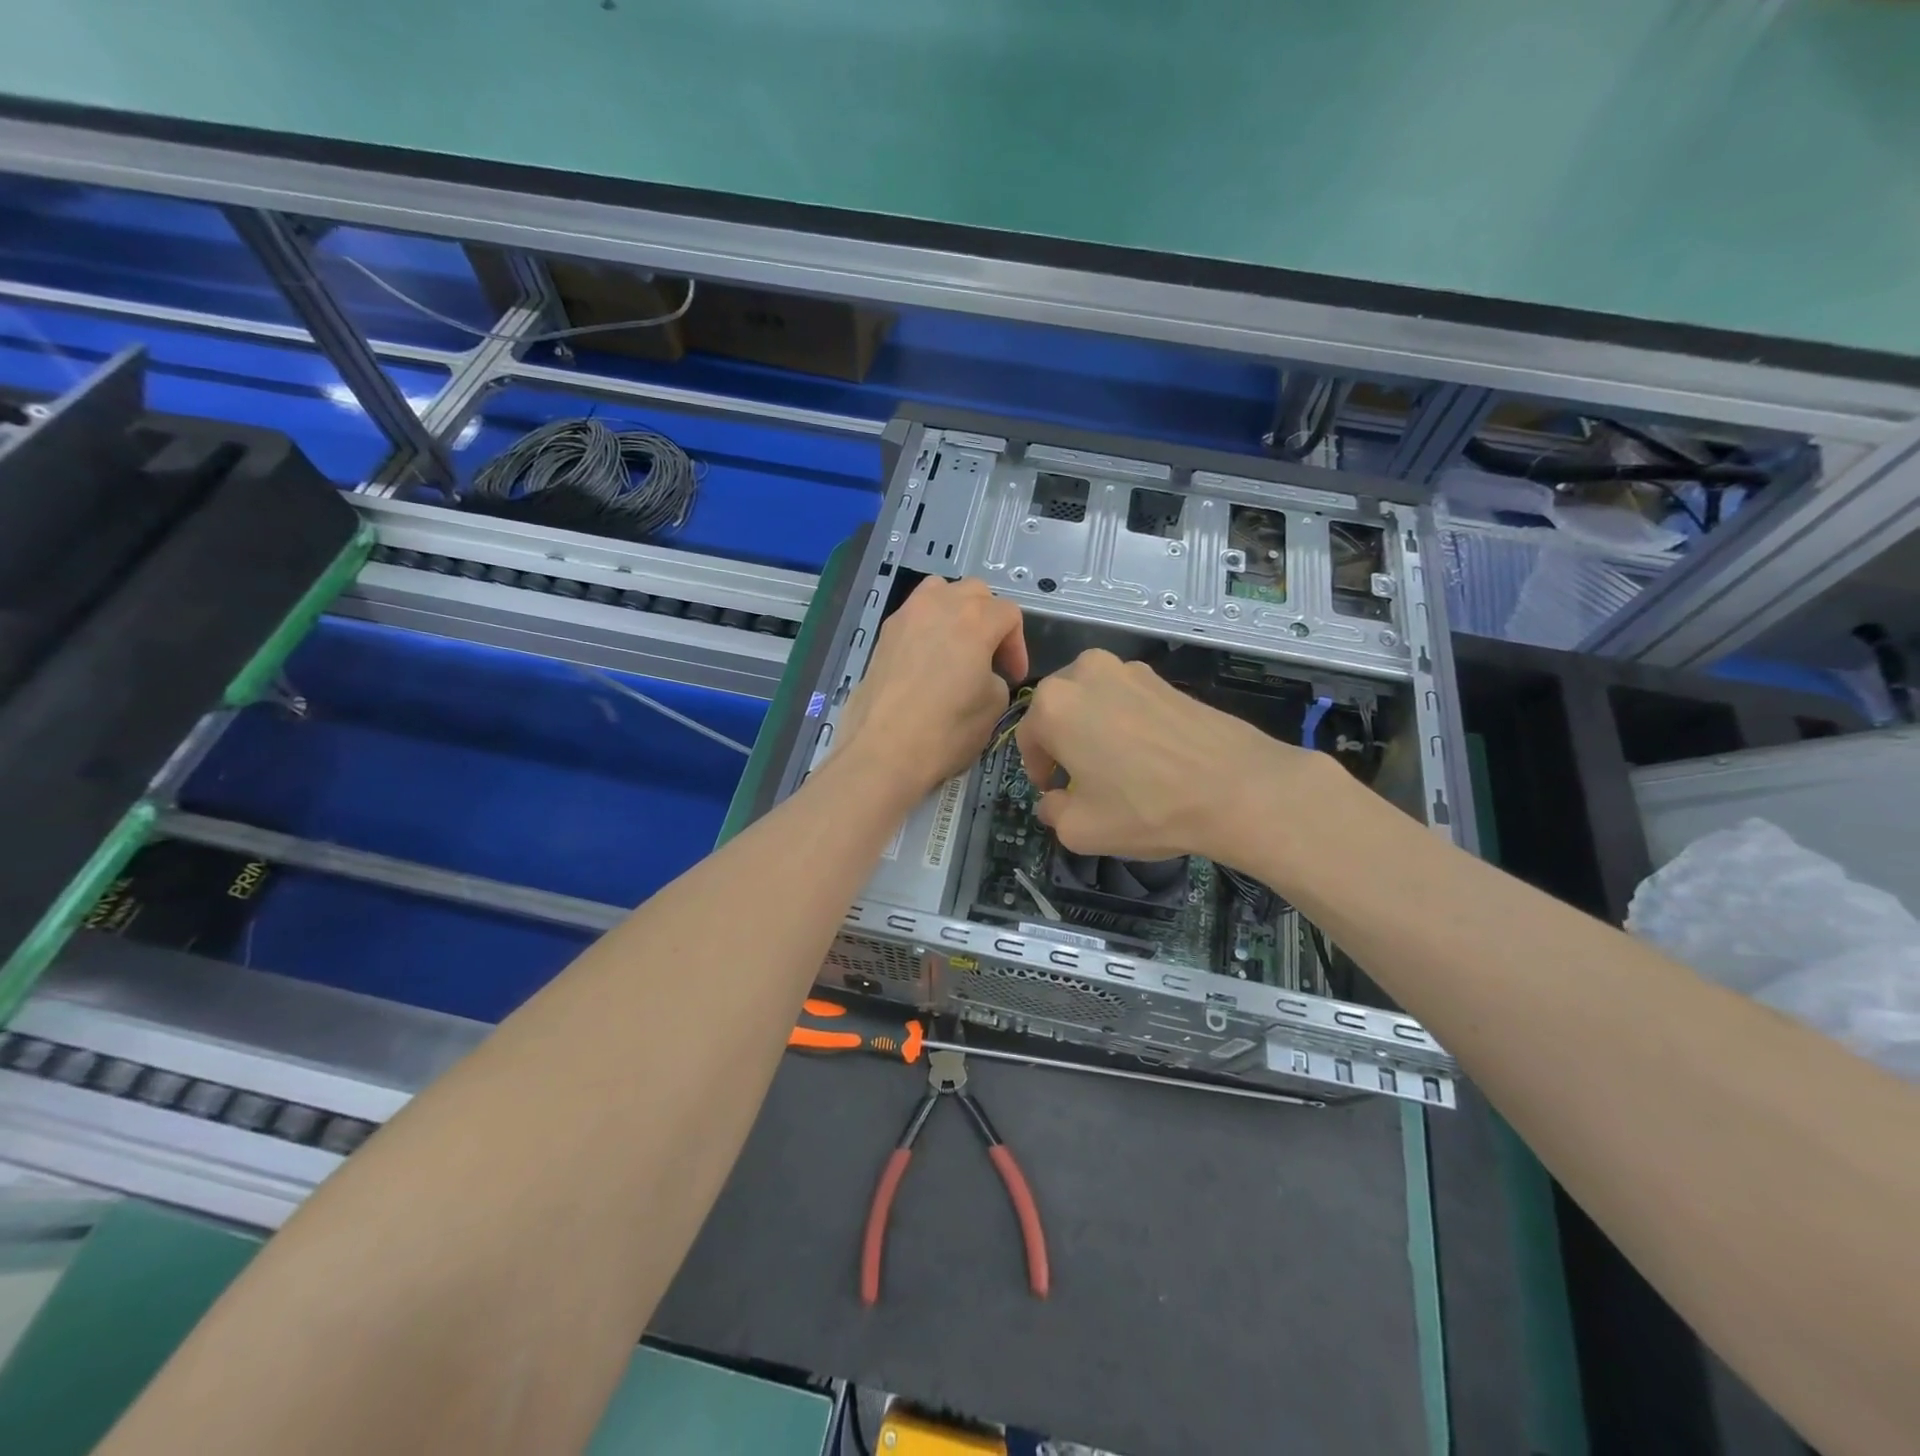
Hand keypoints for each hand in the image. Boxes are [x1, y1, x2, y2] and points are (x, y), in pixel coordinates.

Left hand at [835, 577, 1027, 802]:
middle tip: (990, 657)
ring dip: (956, 611)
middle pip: (975, 593)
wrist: (882, 751)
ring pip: (939, 592)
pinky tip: (929, 660)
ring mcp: (906, 615)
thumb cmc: (946, 730)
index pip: (1009, 614)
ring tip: (958, 645)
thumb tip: (981, 674)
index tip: (1012, 677)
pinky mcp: (884, 634)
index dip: (1017, 646)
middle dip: (989, 620)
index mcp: (975, 619)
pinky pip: (915, 614)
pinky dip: (929, 626)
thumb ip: (996, 678)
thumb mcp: (993, 706)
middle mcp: (940, 604)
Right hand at [1015, 649, 1343, 864]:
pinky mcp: (1164, 677)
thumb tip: (1054, 800)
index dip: (1038, 769)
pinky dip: (1127, 723)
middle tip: (1083, 780)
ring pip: (1094, 702)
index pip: (1027, 737)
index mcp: (1054, 704)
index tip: (1053, 792)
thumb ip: (1052, 812)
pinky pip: (1127, 700)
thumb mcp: (1080, 829)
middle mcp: (1085, 673)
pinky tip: (1150, 756)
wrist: (1237, 788)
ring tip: (1119, 767)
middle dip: (1064, 744)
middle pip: (1059, 712)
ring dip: (1094, 729)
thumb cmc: (1146, 808)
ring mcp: (1129, 669)